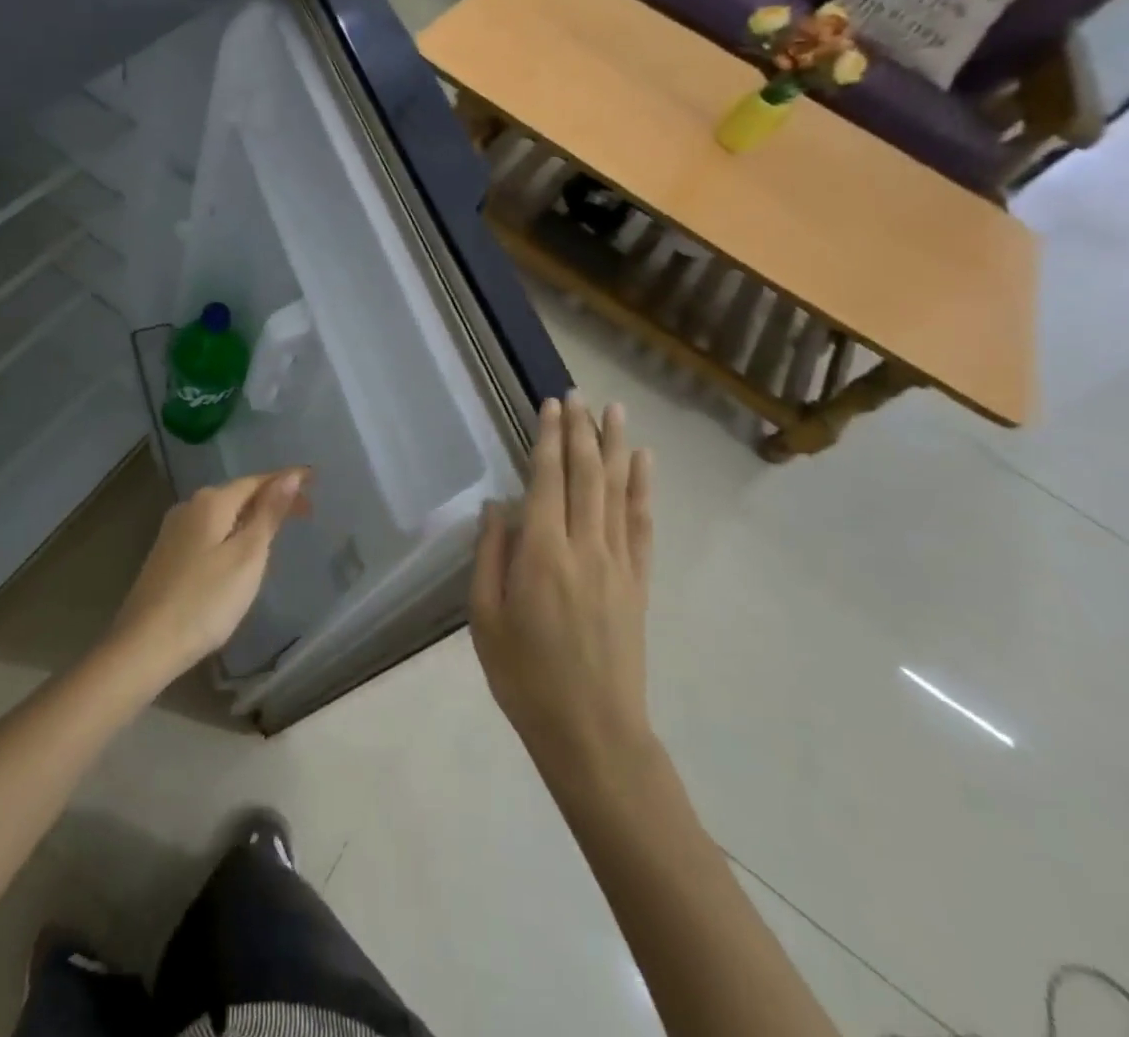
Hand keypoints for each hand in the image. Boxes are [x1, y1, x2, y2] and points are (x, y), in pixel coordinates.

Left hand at [108, 470, 310, 685]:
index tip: (315, 480)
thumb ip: (269, 513)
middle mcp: (190, 507)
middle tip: (305, 511)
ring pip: (223, 513)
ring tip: (279, 530)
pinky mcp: (167, 555)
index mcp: (211, 502)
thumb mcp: (248, 556)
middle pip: (239, 494)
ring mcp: (174, 531)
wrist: (144, 645)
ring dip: (252, 516)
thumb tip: (291, 475)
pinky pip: (210, 531)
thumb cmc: (205, 600)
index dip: (286, 480)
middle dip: (272, 498)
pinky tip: (241, 552)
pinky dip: (233, 532)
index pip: (257, 481)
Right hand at [471, 393, 655, 778]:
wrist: (592, 733)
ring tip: (615, 411)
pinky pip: (642, 526)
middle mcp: (585, 547)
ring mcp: (618, 564)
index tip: (552, 405)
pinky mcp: (638, 583)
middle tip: (578, 394)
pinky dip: (643, 490)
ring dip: (615, 447)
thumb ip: (489, 556)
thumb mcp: (485, 620)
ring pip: (618, 492)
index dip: (550, 439)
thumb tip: (497, 506)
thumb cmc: (525, 677)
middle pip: (586, 476)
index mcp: (542, 554)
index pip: (548, 480)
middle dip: (581, 431)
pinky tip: (643, 463)